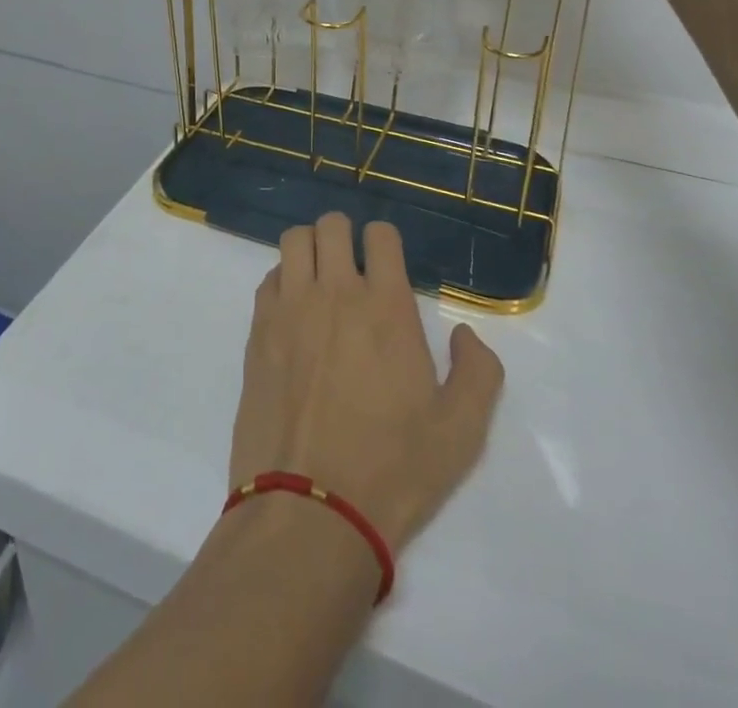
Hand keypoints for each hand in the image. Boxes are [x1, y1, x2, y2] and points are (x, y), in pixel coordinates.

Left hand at [231, 213, 504, 554]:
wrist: (311, 511)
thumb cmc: (393, 470)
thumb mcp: (462, 432)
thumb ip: (478, 372)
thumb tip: (464, 334)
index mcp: (386, 307)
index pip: (381, 235)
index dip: (386, 241)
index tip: (388, 266)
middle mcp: (335, 293)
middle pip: (332, 225)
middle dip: (345, 235)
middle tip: (352, 266)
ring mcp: (290, 309)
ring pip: (294, 240)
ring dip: (309, 248)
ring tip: (319, 278)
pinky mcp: (258, 331)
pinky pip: (268, 279)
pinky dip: (282, 281)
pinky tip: (293, 312)